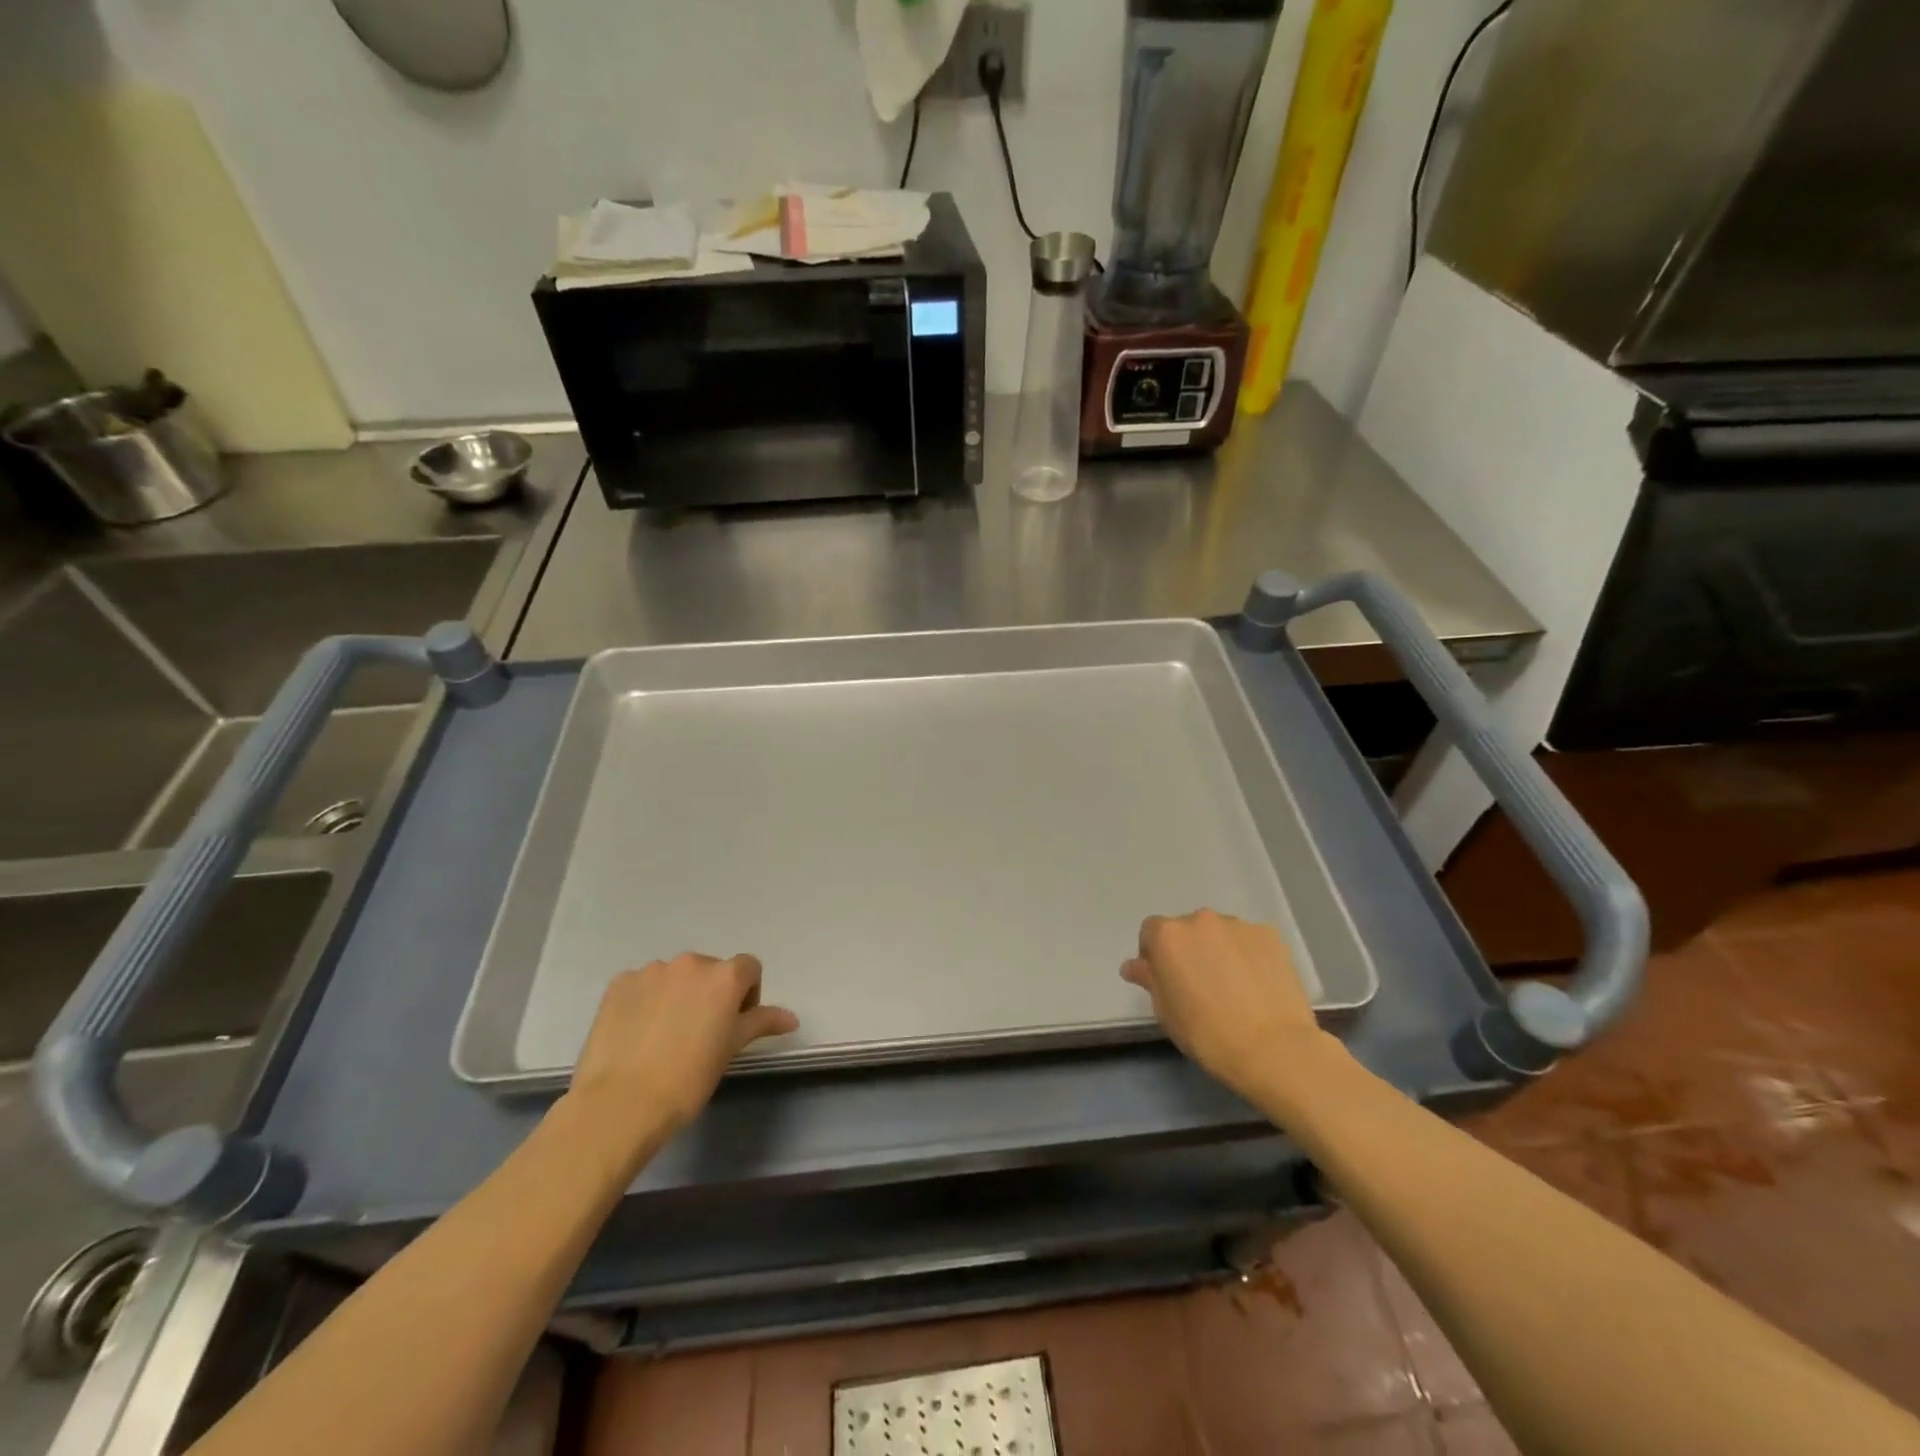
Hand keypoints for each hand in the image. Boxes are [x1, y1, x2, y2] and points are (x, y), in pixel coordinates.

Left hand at [565, 953, 798, 1153]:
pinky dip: (645, 1001)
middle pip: (710, 970)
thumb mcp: (731, 1049)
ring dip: (677, 995)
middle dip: (710, 994)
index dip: (747, 994)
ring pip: (675, 977)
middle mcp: (691, 963)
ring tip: (664, 1035)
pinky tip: (638, 1033)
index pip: (749, 968)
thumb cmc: (688, 1079)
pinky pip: (642, 985)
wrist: (621, 1104)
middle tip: (700, 1033)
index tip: (734, 1024)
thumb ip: (761, 1023)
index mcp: (724, 976)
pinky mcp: (619, 984)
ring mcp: (652, 971)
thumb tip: (792, 1018)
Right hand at [1122, 910, 1327, 1102]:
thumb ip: (1149, 979)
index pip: (1150, 932)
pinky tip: (1256, 985)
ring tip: (1233, 987)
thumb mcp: (1165, 1011)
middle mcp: (1200, 919)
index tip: (1166, 981)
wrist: (1273, 1048)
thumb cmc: (1207, 1033)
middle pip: (1186, 929)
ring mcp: (1238, 925)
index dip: (1154, 955)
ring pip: (1219, 934)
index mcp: (1168, 936)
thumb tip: (1133, 966)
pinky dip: (1247, 956)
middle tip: (1199, 985)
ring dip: (1218, 951)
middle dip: (1188, 950)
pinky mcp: (1270, 935)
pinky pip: (1248, 941)